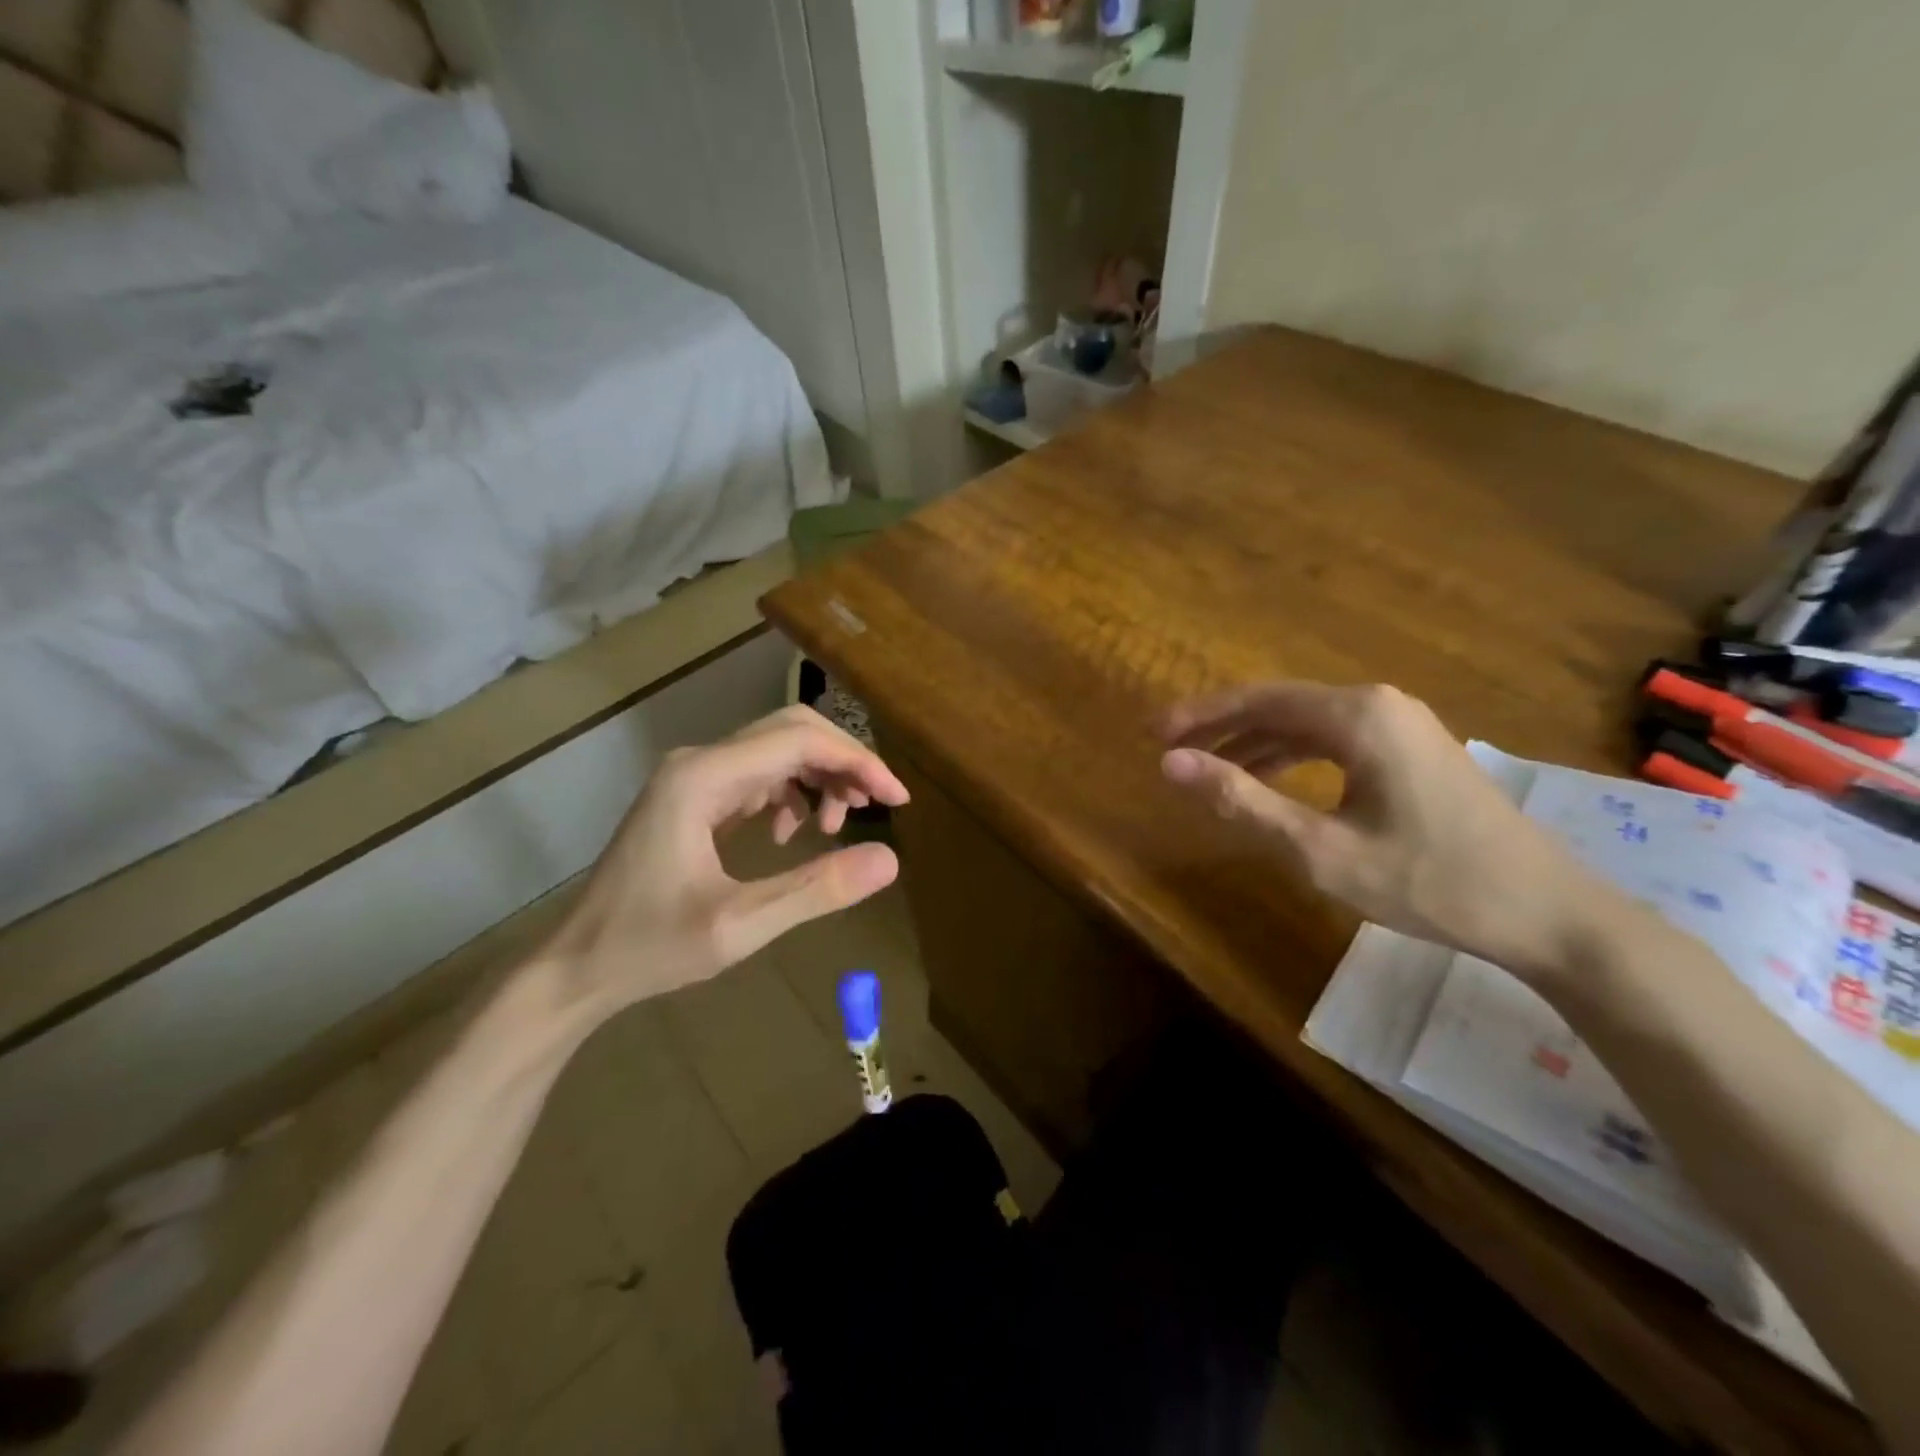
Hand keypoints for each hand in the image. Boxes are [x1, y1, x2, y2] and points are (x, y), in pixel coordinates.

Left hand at [540, 705, 909, 1019]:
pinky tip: (793, 834)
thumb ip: (817, 890)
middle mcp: (699, 762)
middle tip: (879, 804)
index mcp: (703, 779)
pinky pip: (757, 774)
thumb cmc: (650, 948)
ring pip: (776, 750)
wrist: (577, 966)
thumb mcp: (741, 927)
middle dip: (843, 761)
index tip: (897, 800)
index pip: (798, 740)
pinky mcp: (693, 796)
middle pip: (790, 731)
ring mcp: (693, 776)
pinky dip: (791, 792)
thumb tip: (890, 859)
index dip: (856, 762)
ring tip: (837, 827)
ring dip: (819, 777)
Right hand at [1157, 682, 1601, 979]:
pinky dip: (1291, 756)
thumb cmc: (1428, 881)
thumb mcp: (1320, 848)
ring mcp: (1402, 724)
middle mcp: (1378, 704)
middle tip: (1170, 751)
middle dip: (1221, 727)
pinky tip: (1269, 779)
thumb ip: (1241, 800)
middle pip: (1279, 705)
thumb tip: (1170, 764)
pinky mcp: (1413, 749)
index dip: (1199, 716)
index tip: (1152, 734)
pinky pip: (1334, 740)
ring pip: (1306, 723)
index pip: (1256, 700)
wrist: (1546, 913)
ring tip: (1208, 768)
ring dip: (1253, 743)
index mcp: (1356, 716)